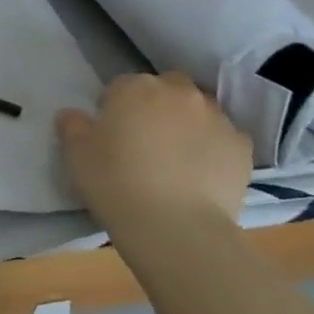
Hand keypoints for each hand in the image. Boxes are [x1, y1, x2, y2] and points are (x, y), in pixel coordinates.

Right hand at [56, 73, 250, 230]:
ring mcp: (216, 117)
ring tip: (176, 159)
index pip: (121, 86)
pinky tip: (201, 174)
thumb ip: (73, 127)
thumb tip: (71, 114)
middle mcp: (179, 92)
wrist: (175, 227)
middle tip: (146, 140)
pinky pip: (224, 138)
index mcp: (135, 88)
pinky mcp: (242, 145)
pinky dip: (213, 148)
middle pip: (166, 88)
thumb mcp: (77, 156)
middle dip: (157, 105)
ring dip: (187, 124)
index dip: (114, 108)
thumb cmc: (115, 184)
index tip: (110, 134)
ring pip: (199, 110)